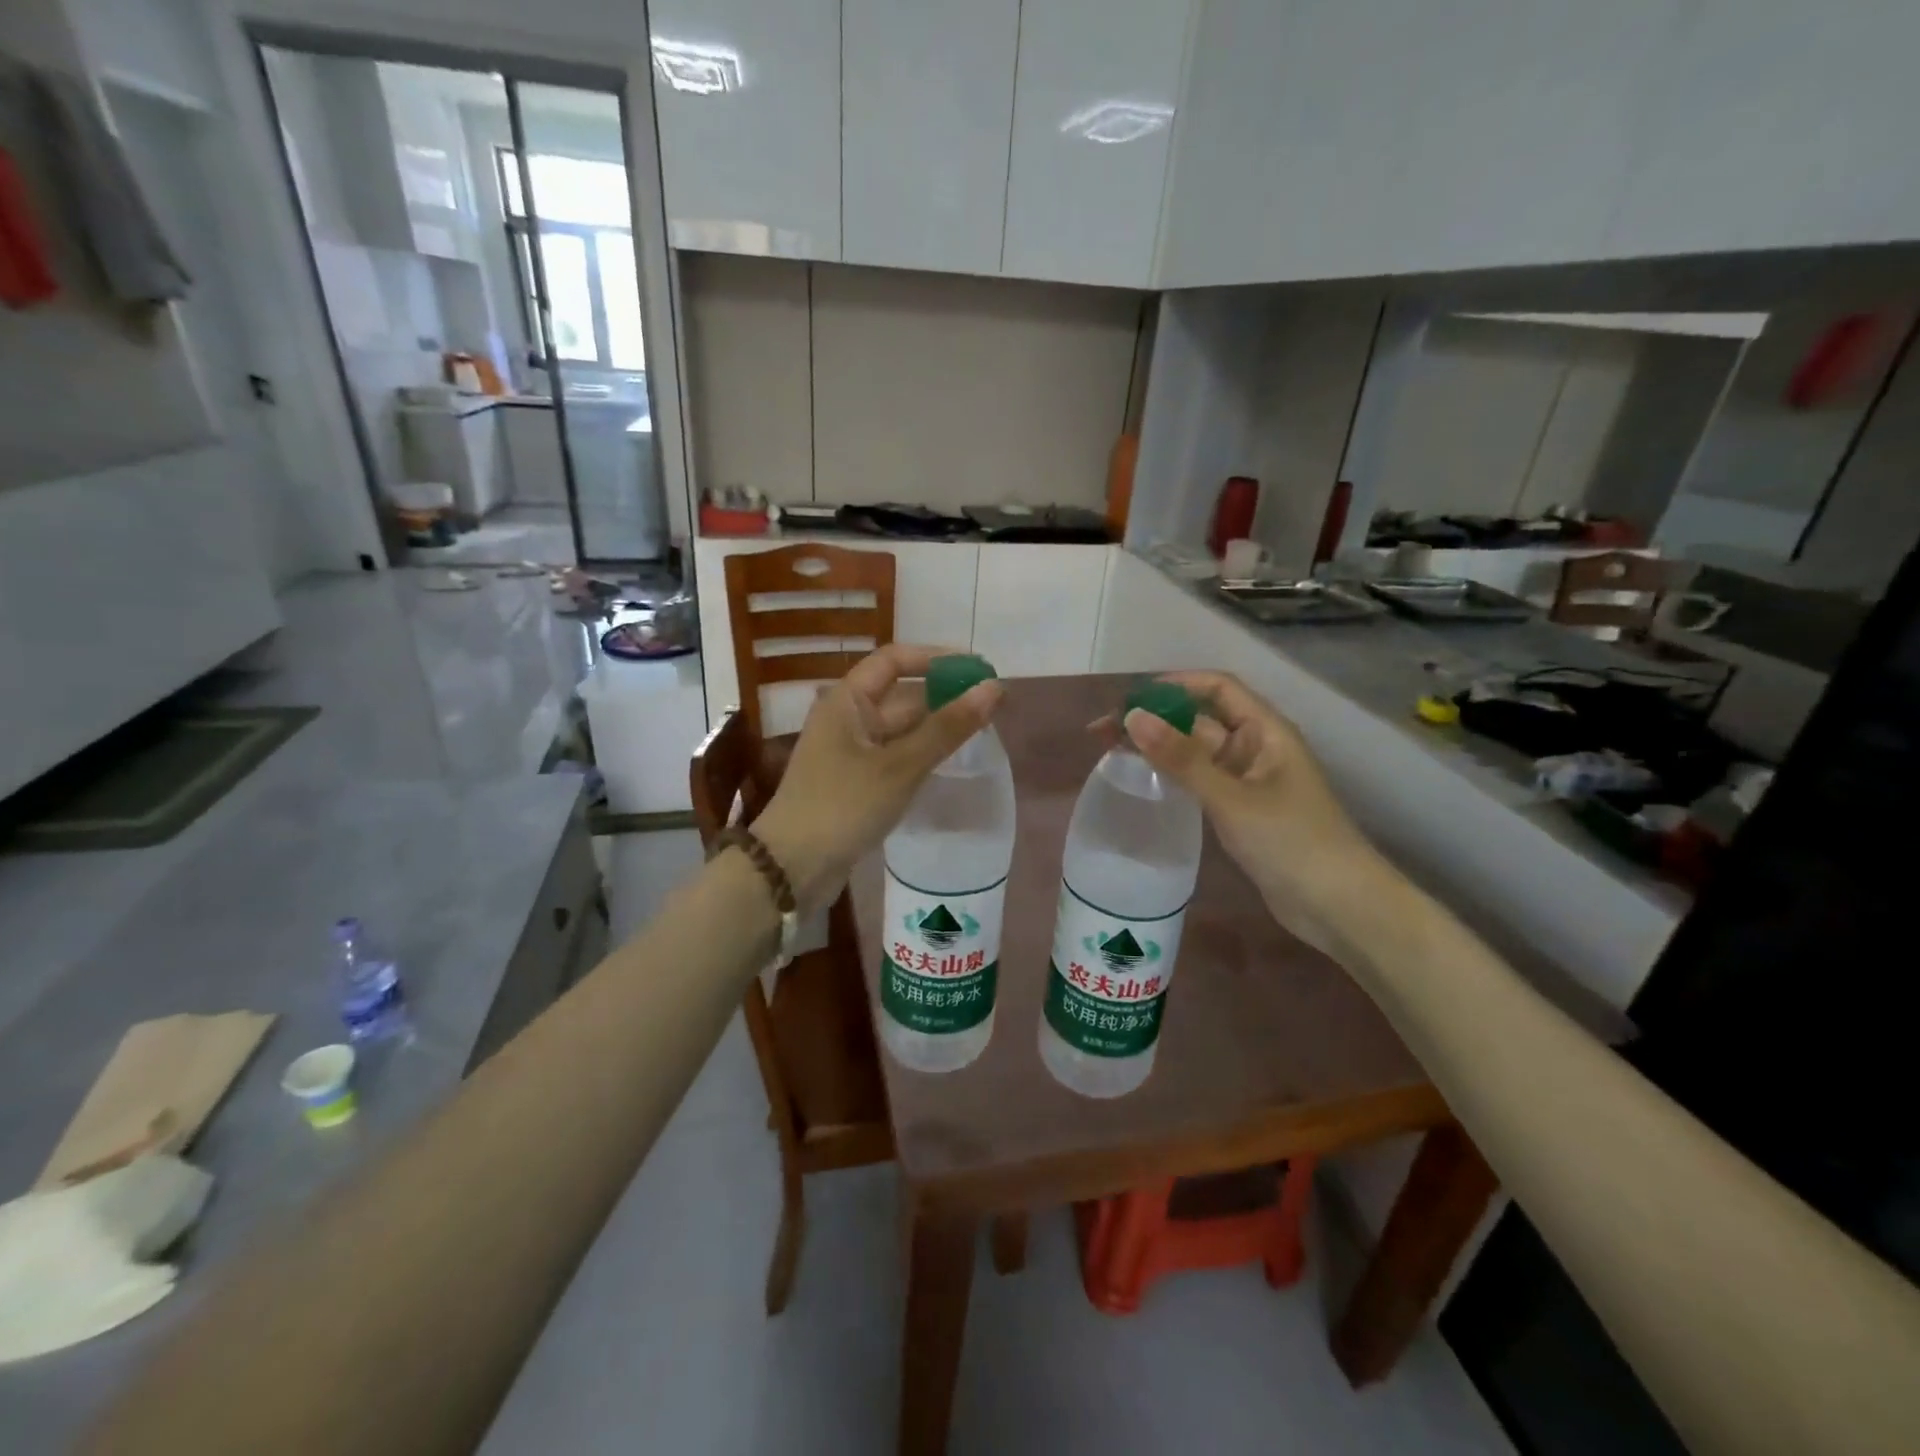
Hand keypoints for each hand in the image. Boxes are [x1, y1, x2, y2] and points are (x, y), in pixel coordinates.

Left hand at [754, 644, 1003, 913]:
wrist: (793, 867)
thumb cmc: (844, 805)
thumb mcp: (901, 765)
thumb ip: (949, 727)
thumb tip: (994, 688)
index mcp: (847, 700)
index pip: (894, 660)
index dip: (937, 658)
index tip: (978, 669)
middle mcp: (847, 718)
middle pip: (901, 695)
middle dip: (945, 697)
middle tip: (993, 707)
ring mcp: (850, 751)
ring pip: (901, 729)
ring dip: (936, 727)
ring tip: (982, 732)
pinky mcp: (856, 781)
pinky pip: (896, 756)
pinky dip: (922, 754)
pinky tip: (950, 762)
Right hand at [1119, 671, 1396, 960]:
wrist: (1339, 907)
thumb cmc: (1291, 842)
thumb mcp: (1232, 798)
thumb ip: (1181, 758)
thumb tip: (1133, 717)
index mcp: (1265, 731)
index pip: (1217, 688)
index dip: (1174, 685)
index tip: (1130, 698)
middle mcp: (1256, 748)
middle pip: (1200, 719)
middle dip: (1155, 718)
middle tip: (1103, 730)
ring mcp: (1248, 781)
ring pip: (1196, 752)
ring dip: (1159, 746)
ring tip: (1111, 751)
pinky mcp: (1240, 810)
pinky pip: (1200, 780)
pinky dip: (1171, 775)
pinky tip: (1144, 781)